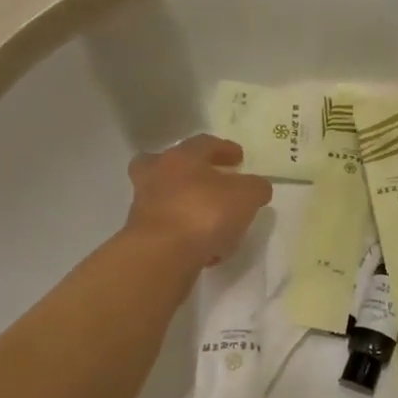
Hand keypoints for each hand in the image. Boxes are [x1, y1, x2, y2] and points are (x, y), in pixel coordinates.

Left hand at [123, 134, 272, 268]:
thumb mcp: (246, 196)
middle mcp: (157, 175)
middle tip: (207, 181)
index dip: (224, 148)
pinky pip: (167, 228)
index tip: (239, 158)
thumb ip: (255, 187)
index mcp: (182, 157)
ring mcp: (144, 206)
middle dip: (187, 170)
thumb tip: (257, 187)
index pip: (204, 143)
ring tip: (211, 223)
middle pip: (166, 164)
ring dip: (185, 205)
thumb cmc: (205, 213)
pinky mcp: (140, 235)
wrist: (162, 254)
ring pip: (165, 197)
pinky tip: (204, 249)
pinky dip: (183, 234)